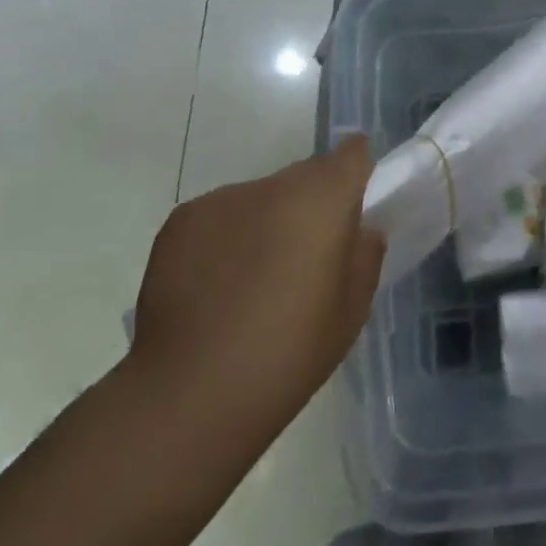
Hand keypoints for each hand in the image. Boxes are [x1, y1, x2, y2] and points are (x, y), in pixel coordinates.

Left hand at [127, 136, 384, 440]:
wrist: (193, 390)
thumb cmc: (291, 351)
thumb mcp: (352, 310)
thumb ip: (364, 256)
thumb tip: (360, 231)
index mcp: (323, 199)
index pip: (351, 154)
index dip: (357, 169)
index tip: (355, 200)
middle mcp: (273, 185)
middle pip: (304, 177)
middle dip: (311, 205)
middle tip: (305, 258)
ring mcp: (222, 200)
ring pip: (259, 198)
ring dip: (266, 222)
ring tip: (253, 281)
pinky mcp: (181, 221)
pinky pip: (220, 217)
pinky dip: (226, 239)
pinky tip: (216, 288)